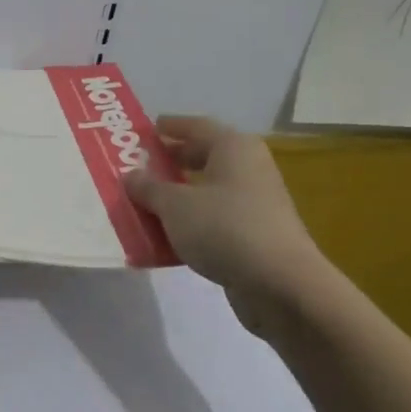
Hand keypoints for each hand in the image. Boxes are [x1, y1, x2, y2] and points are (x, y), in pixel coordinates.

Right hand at [125, 115, 330, 334]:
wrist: (281, 285)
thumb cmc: (224, 228)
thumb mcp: (174, 205)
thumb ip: (148, 188)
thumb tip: (130, 175)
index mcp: (233, 147)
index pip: (196, 126)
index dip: (169, 127)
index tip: (145, 131)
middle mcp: (248, 168)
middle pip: (203, 156)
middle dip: (171, 161)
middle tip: (139, 166)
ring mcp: (255, 203)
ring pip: (207, 191)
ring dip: (177, 195)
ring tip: (145, 202)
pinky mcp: (255, 235)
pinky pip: (214, 219)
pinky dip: (191, 222)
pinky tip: (166, 236)